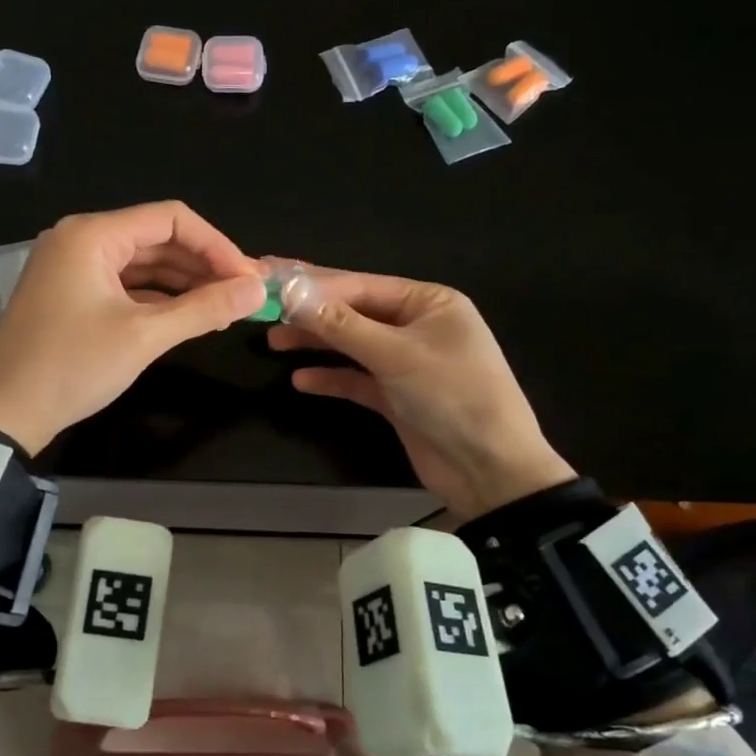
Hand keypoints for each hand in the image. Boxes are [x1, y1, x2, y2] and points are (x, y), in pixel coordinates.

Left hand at [0, 201, 265, 454]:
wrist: (2, 413)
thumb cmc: (72, 366)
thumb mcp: (144, 336)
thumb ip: (204, 309)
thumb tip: (257, 290)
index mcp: (92, 235)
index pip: (171, 219)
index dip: (217, 245)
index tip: (249, 278)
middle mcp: (81, 239)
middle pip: (157, 238)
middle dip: (203, 264)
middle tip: (244, 294)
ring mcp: (73, 267)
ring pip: (143, 262)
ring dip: (184, 282)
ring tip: (225, 307)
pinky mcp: (72, 293)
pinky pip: (125, 283)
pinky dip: (158, 297)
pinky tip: (189, 315)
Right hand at [268, 269, 574, 517]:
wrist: (491, 472)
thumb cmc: (453, 396)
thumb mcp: (397, 355)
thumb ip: (342, 326)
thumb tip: (292, 295)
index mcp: (429, 302)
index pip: (361, 285)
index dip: (314, 285)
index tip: (271, 283)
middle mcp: (416, 325)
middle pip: (353, 312)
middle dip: (310, 311)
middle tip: (264, 307)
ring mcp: (406, 362)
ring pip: (351, 345)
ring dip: (316, 343)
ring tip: (272, 341)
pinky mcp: (396, 397)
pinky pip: (357, 379)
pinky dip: (331, 378)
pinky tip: (300, 380)